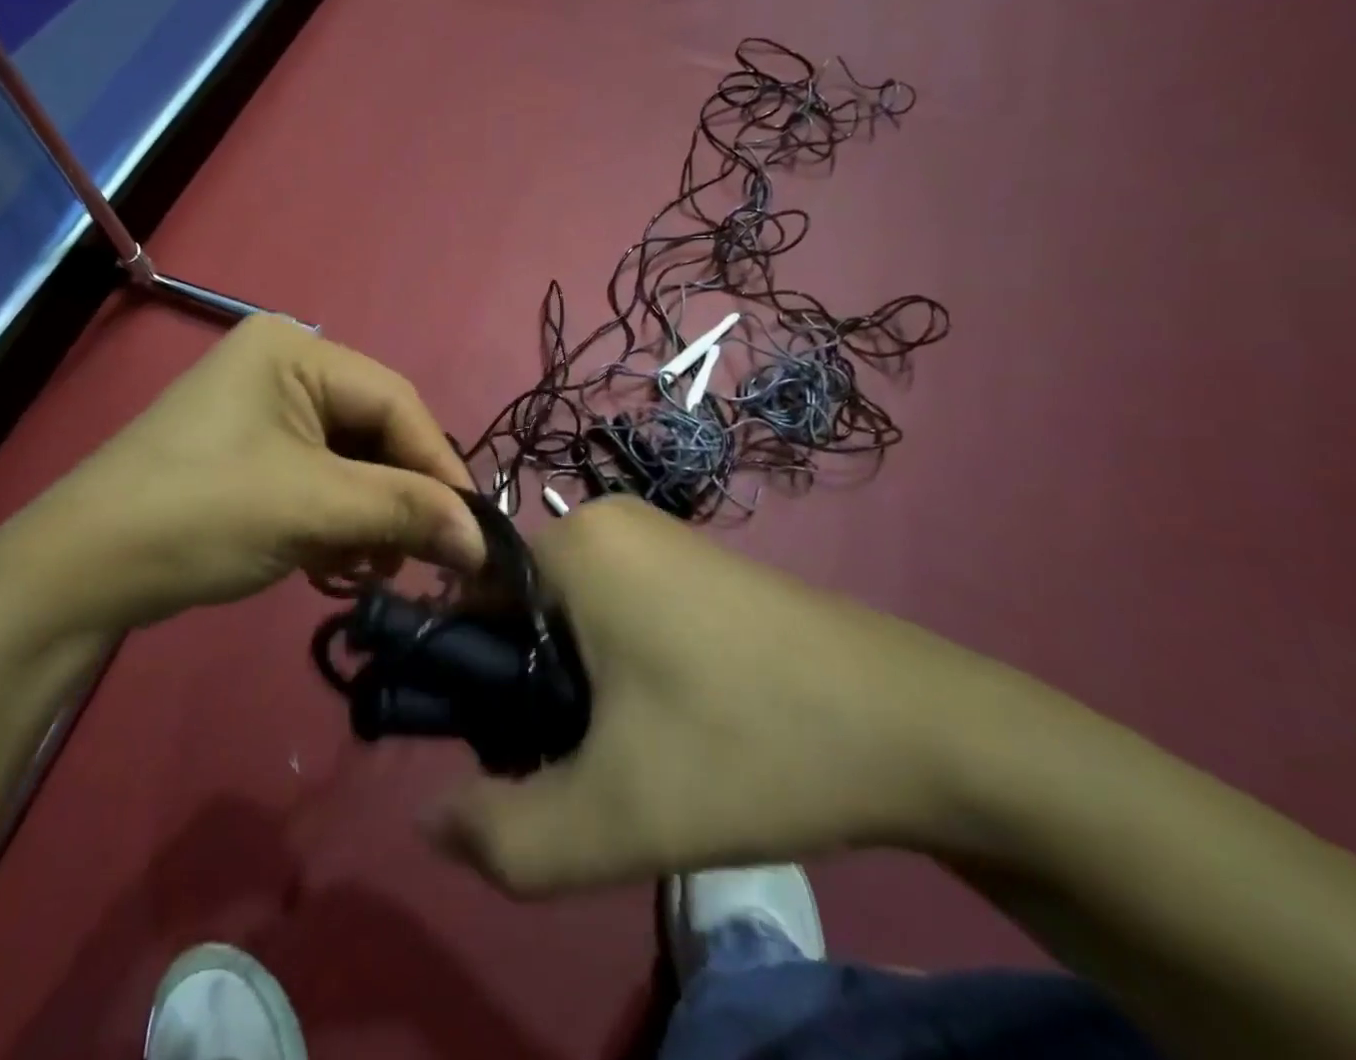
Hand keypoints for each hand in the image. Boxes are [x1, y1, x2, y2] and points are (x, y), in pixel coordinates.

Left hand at [0, 317, 484, 636]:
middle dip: (398, 498)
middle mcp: (283, 366)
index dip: (438, 467)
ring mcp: (263, 410)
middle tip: (418, 558)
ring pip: (350, 461)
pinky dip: (334, 521)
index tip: (473, 531)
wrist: (80, 570)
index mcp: (295, 350)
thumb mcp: (314, 508)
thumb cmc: (201, 514)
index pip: (396, 402)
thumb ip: (405, 512)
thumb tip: (483, 541)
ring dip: (367, 517)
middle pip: (374, 432)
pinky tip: (329, 563)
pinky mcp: (250, 452)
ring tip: (365, 568)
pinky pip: (318, 479)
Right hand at [431, 497, 1011, 892]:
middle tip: (578, 765)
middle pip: (519, 608)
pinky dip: (616, 664)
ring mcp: (657, 535)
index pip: (468, 598)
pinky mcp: (696, 561)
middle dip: (527, 689)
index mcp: (572, 543)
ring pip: (569, 613)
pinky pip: (617, 606)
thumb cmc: (751, 745)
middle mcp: (605, 519)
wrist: (925, 730)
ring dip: (572, 684)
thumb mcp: (616, 816)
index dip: (471, 680)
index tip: (511, 748)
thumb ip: (505, 836)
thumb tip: (429, 821)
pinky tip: (670, 722)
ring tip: (628, 754)